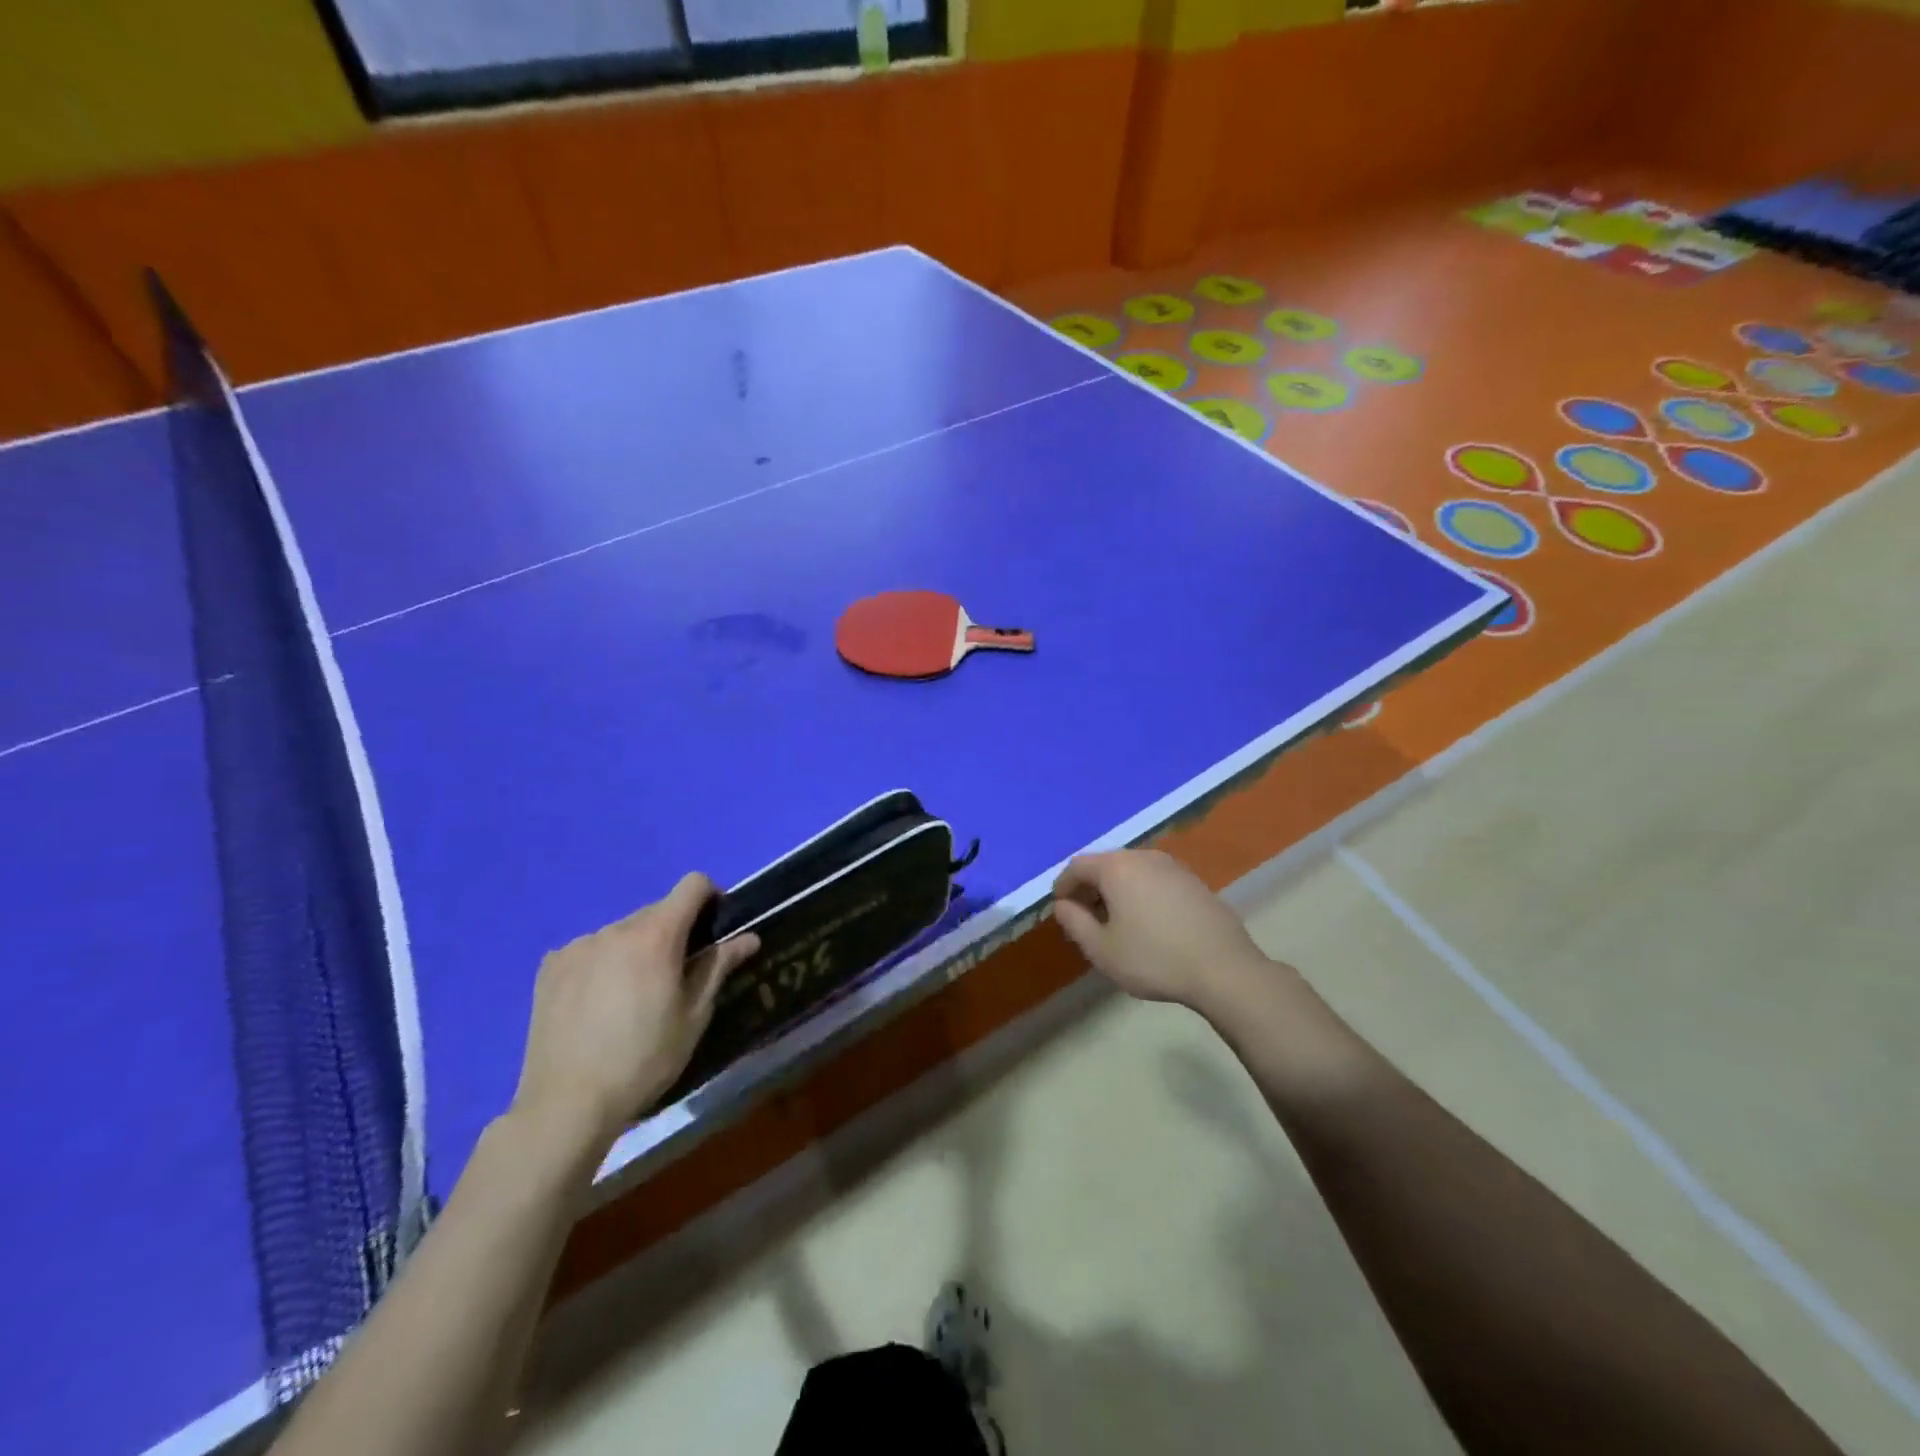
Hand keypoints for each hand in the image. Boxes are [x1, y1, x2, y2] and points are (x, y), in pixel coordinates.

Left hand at [512, 873, 759, 1150]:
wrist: (566, 1104)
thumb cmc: (644, 1060)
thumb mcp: (694, 1016)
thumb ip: (719, 966)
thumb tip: (748, 937)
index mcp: (656, 935)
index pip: (692, 885)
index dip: (711, 897)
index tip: (714, 927)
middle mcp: (616, 928)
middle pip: (657, 911)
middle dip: (673, 932)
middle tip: (676, 976)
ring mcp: (579, 946)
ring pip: (622, 932)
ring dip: (636, 949)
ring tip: (632, 996)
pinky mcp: (550, 966)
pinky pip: (589, 950)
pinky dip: (602, 964)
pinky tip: (597, 1004)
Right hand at [1053, 850, 1267, 1010]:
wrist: (1224, 969)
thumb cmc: (1154, 959)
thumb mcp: (1102, 950)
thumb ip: (1074, 923)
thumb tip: (1062, 905)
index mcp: (1116, 867)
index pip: (1078, 866)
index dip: (1064, 886)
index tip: (1060, 909)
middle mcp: (1144, 857)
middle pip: (1106, 864)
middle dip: (1090, 887)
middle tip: (1085, 917)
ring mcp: (1173, 866)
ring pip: (1132, 871)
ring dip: (1117, 890)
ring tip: (1116, 922)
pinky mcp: (1194, 881)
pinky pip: (1155, 880)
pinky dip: (1142, 893)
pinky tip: (1148, 922)